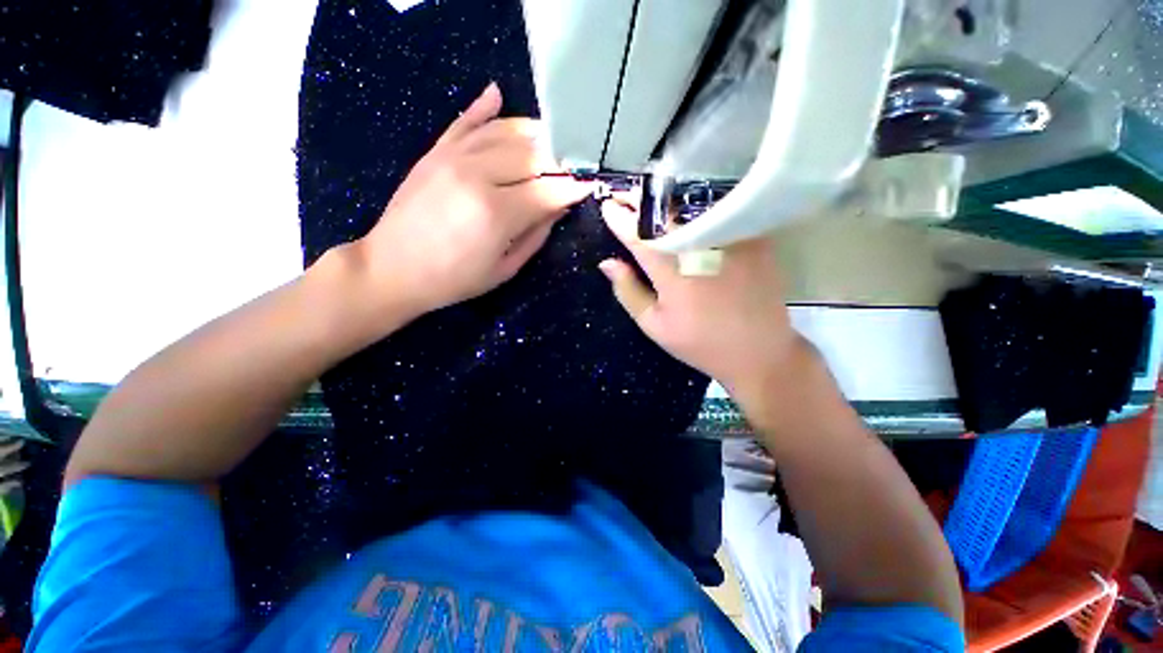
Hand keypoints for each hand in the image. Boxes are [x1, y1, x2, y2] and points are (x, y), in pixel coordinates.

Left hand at [351, 83, 593, 316]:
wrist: (392, 268)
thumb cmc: (454, 279)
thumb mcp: (504, 269)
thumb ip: (535, 235)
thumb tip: (558, 207)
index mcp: (497, 213)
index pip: (549, 189)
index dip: (573, 187)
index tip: (591, 184)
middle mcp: (477, 175)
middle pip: (532, 154)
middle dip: (560, 158)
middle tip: (575, 163)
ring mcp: (453, 158)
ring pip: (505, 131)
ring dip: (534, 133)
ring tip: (553, 139)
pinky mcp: (435, 152)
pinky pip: (465, 122)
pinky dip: (484, 107)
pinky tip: (499, 95)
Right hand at [598, 192, 799, 393]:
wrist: (758, 351)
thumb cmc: (699, 343)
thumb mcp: (654, 325)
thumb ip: (628, 291)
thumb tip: (607, 263)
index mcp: (672, 274)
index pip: (639, 236)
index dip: (620, 219)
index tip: (607, 206)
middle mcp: (701, 250)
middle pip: (665, 214)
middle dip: (640, 201)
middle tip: (624, 194)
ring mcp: (730, 241)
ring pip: (692, 208)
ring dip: (666, 201)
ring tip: (649, 199)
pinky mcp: (753, 239)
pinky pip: (721, 213)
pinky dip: (699, 205)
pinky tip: (687, 206)